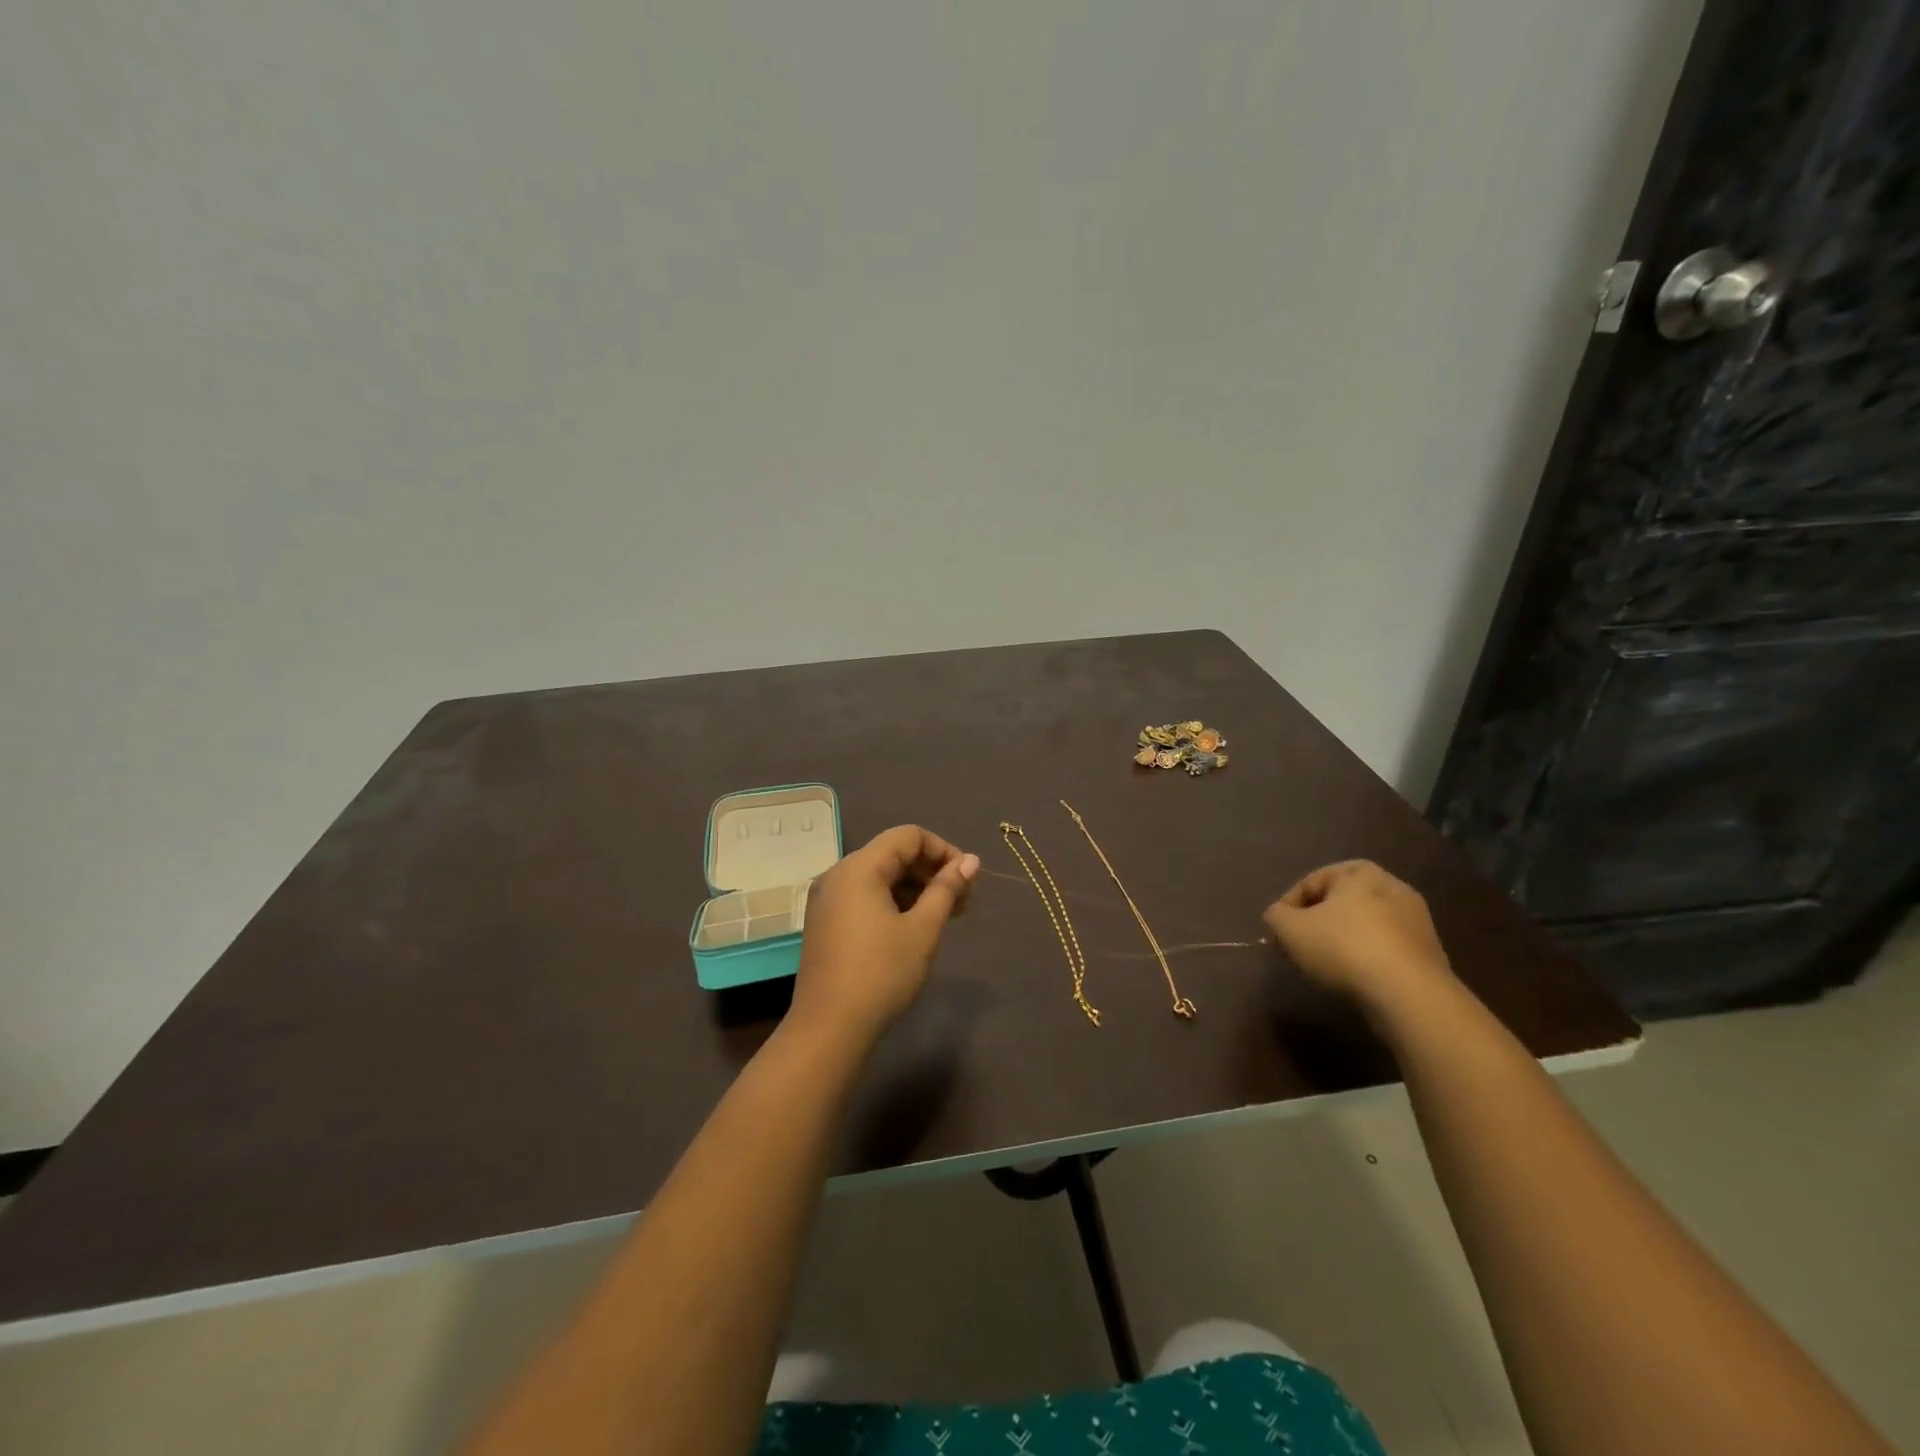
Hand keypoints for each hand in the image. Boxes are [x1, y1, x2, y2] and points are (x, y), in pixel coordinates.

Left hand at [790, 825, 978, 1044]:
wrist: (829, 1029)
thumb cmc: (881, 974)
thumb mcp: (923, 929)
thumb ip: (947, 889)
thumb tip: (970, 860)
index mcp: (859, 868)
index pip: (908, 836)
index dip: (943, 850)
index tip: (968, 879)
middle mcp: (838, 874)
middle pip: (893, 854)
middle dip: (931, 871)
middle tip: (963, 902)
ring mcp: (827, 899)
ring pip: (879, 877)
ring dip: (914, 888)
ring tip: (944, 917)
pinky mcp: (825, 922)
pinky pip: (864, 896)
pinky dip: (893, 902)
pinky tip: (913, 928)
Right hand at [1263, 860, 1452, 1010]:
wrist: (1409, 994)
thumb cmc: (1343, 947)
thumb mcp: (1289, 929)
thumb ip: (1275, 916)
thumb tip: (1278, 917)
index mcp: (1359, 872)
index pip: (1311, 882)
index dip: (1287, 907)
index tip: (1278, 933)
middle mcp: (1392, 886)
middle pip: (1339, 903)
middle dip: (1316, 923)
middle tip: (1299, 947)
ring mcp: (1416, 920)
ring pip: (1363, 926)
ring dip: (1342, 941)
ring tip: (1325, 966)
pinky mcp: (1429, 952)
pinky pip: (1385, 948)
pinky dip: (1366, 958)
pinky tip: (1355, 978)